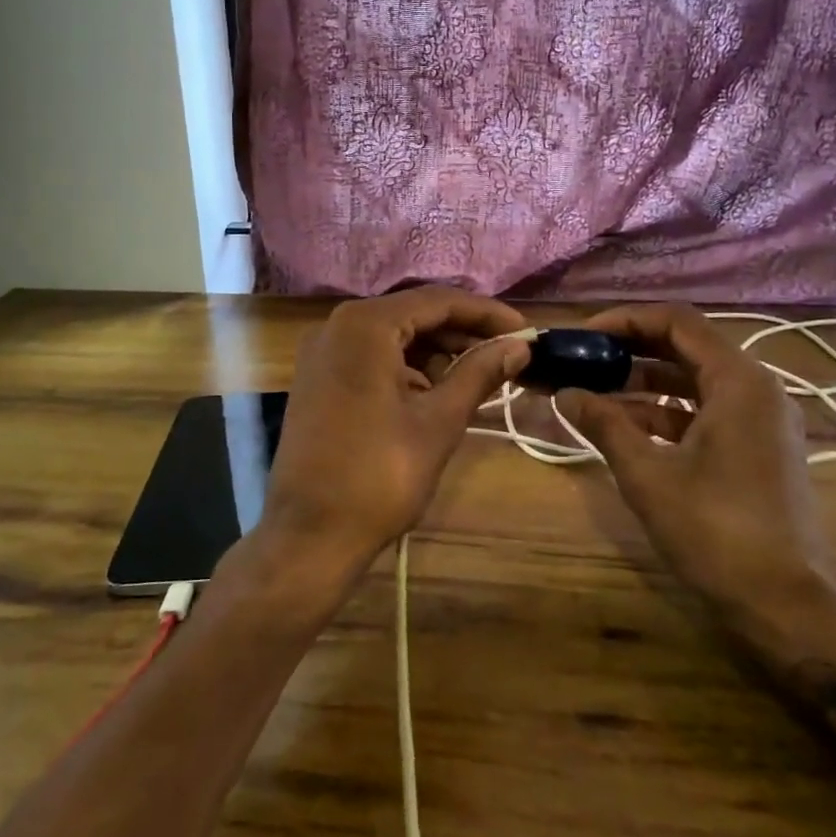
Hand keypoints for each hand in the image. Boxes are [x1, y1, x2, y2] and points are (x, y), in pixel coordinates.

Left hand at [260, 287, 530, 573]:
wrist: (309, 535)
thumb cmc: (379, 476)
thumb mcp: (438, 422)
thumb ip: (479, 374)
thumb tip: (518, 347)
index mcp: (365, 325)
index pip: (437, 301)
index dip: (486, 313)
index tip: (525, 332)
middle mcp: (338, 326)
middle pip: (414, 313)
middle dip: (463, 332)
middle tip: (508, 353)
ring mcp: (323, 352)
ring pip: (394, 336)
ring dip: (437, 350)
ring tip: (481, 373)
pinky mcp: (319, 378)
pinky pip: (372, 356)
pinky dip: (408, 366)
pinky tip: (437, 388)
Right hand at [557, 303, 835, 631]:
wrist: (785, 606)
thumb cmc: (715, 531)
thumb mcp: (647, 474)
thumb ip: (604, 424)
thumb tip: (564, 393)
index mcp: (739, 382)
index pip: (677, 322)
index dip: (625, 321)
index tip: (584, 335)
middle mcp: (757, 389)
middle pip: (686, 347)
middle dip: (631, 350)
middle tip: (584, 359)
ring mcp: (762, 420)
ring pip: (695, 381)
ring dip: (645, 383)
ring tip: (595, 393)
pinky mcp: (759, 448)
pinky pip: (706, 411)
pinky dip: (666, 412)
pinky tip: (626, 428)